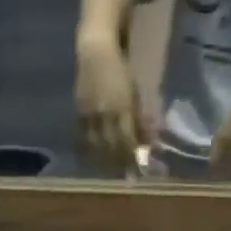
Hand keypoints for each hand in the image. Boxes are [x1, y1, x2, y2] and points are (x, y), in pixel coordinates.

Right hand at [75, 31, 145, 174]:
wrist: (94, 52)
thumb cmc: (120, 70)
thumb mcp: (135, 92)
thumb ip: (142, 118)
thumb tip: (152, 142)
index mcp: (121, 106)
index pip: (127, 139)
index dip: (133, 156)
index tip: (140, 170)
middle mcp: (104, 113)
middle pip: (111, 146)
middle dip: (120, 163)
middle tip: (127, 177)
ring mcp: (88, 114)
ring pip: (96, 145)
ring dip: (104, 161)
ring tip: (112, 172)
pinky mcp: (78, 113)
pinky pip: (82, 138)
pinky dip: (88, 151)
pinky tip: (93, 160)